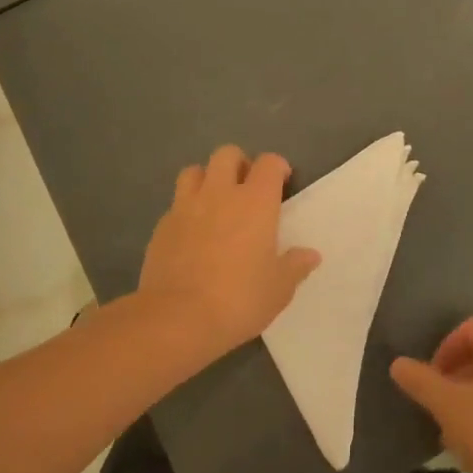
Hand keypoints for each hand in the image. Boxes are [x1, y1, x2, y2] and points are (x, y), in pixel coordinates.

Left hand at [137, 145, 321, 359]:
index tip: (282, 183)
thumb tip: (310, 255)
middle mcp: (220, 193)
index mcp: (255, 202)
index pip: (268, 163)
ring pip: (194, 171)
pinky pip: (176, 204)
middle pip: (227, 154)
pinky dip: (186, 210)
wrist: (177, 318)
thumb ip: (295, 266)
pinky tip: (192, 234)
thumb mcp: (278, 289)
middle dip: (239, 164)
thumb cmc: (238, 299)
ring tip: (215, 203)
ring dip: (207, 179)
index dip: (277, 167)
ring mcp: (186, 207)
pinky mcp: (161, 226)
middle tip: (247, 189)